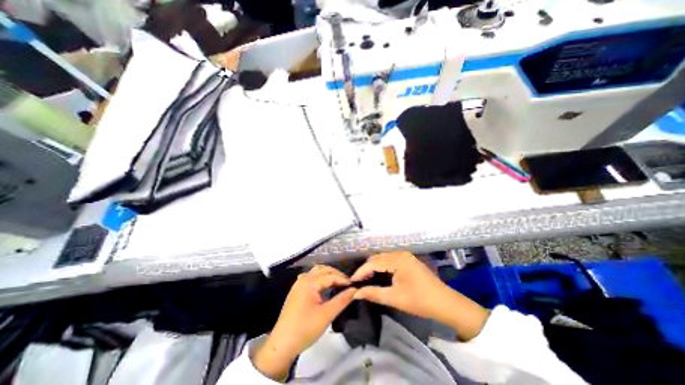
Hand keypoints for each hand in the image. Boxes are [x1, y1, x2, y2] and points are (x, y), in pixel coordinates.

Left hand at [254, 267, 355, 379]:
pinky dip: (319, 278)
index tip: (354, 286)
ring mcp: (298, 284)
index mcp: (309, 282)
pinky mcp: (296, 291)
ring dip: (327, 274)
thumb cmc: (305, 328)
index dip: (343, 279)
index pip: (330, 276)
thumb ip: (342, 300)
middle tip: (347, 284)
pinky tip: (324, 287)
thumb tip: (354, 290)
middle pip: (323, 270)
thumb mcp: (327, 315)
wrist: (282, 345)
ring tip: (338, 283)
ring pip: (316, 272)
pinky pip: (310, 278)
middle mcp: (303, 279)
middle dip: (336, 274)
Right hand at [350, 252, 489, 339]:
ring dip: (373, 267)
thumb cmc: (420, 301)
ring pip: (383, 258)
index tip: (351, 281)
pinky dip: (382, 266)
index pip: (373, 262)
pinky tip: (378, 274)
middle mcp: (400, 253)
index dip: (361, 271)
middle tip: (358, 281)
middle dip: (366, 268)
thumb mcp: (395, 298)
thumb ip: (374, 293)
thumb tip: (356, 293)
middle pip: (377, 258)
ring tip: (365, 279)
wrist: (446, 303)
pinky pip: (390, 260)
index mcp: (398, 259)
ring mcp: (405, 256)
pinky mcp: (408, 260)